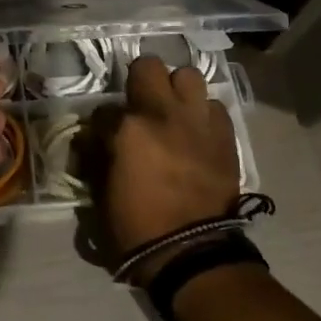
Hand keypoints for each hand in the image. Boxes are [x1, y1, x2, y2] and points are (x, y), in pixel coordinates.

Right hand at [88, 56, 239, 280]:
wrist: (192, 253)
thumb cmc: (138, 227)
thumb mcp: (101, 192)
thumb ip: (98, 155)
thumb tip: (95, 139)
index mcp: (128, 129)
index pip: (104, 109)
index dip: (102, 123)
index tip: (104, 137)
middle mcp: (163, 114)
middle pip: (148, 66)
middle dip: (140, 80)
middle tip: (139, 104)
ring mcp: (197, 121)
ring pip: (189, 76)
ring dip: (177, 90)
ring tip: (173, 111)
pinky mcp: (225, 136)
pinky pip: (214, 107)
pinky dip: (203, 114)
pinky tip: (196, 132)